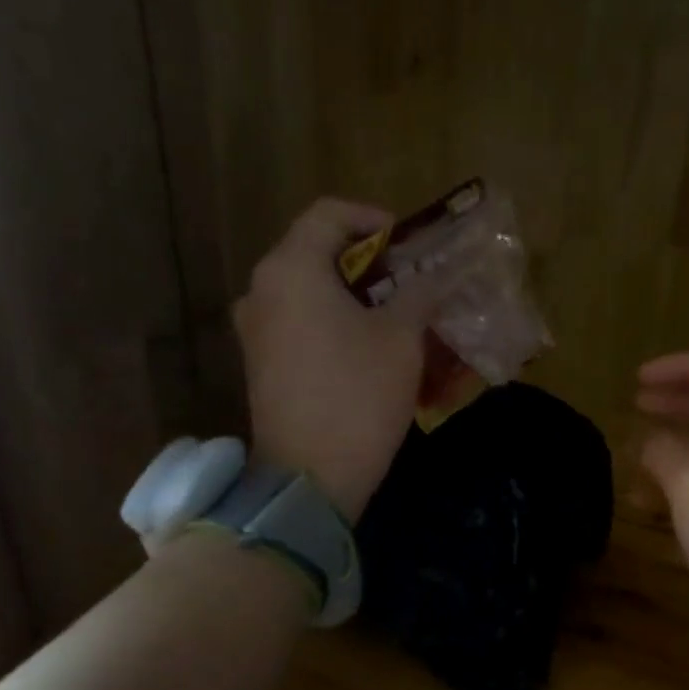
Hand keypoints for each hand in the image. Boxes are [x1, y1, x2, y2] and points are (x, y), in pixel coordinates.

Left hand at [236, 198, 446, 521]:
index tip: (409, 244)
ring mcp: (256, 329)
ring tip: (395, 316)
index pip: (329, 214)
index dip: (373, 219)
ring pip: (308, 290)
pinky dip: (333, 322)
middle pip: (315, 251)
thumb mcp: (401, 338)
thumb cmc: (359, 395)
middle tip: (410, 281)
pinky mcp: (261, 363)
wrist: (311, 475)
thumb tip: (432, 277)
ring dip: (352, 295)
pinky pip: (299, 323)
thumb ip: (418, 294)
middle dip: (368, 262)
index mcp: (291, 269)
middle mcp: (262, 289)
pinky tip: (367, 348)